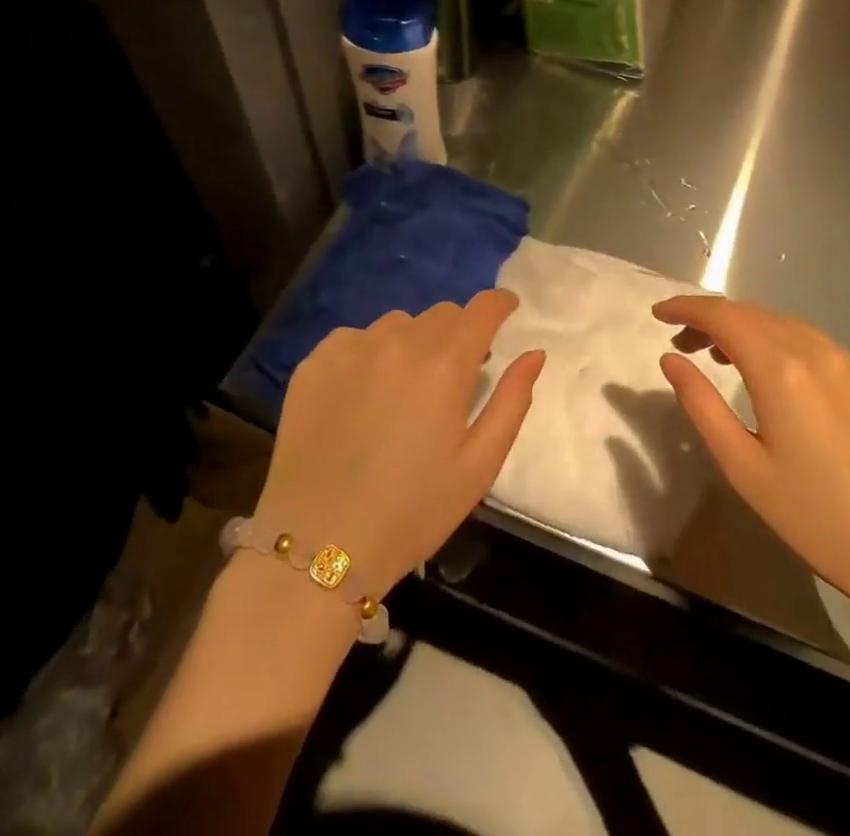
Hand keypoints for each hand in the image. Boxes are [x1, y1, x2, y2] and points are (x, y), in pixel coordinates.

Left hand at [256, 290, 544, 593]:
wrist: (318, 545)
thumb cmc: (412, 512)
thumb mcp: (479, 465)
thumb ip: (512, 400)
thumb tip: (534, 353)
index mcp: (445, 365)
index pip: (480, 309)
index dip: (499, 304)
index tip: (506, 309)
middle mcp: (399, 342)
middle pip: (441, 314)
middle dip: (458, 333)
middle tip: (456, 372)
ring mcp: (352, 348)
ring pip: (398, 324)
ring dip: (413, 342)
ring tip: (406, 385)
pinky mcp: (315, 362)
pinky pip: (354, 338)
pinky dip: (370, 353)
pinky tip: (363, 394)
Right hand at [654, 295, 849, 619]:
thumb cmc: (819, 520)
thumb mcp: (743, 469)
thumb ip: (701, 405)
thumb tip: (671, 359)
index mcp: (782, 369)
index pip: (722, 315)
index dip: (686, 307)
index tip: (658, 312)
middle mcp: (822, 352)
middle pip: (756, 314)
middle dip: (715, 320)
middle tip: (686, 344)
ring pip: (793, 329)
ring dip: (754, 333)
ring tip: (730, 360)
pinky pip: (827, 353)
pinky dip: (793, 353)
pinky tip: (794, 390)